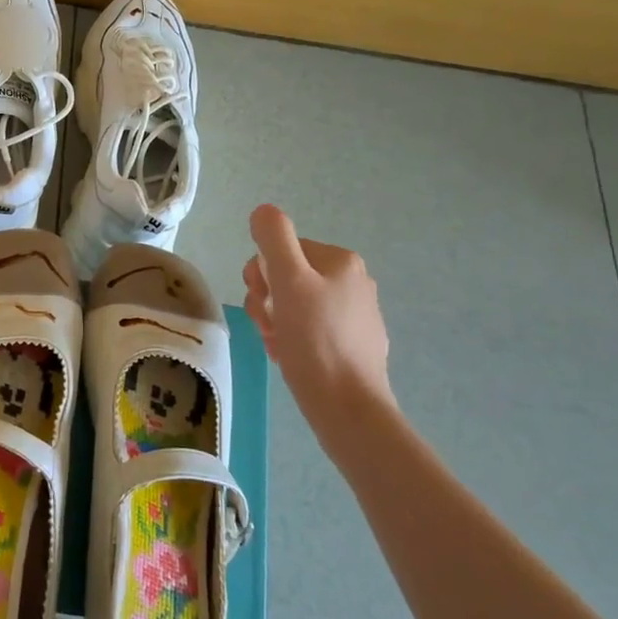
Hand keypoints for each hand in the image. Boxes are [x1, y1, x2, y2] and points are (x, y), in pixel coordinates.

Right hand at [244, 204, 394, 426]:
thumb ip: (274, 238)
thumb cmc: (315, 340)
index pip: (280, 251)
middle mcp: (353, 282)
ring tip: (279, 345)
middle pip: (286, 277)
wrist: (348, 407)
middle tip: (269, 326)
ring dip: (275, 321)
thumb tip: (263, 211)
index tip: (264, 302)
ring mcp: (356, 316)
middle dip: (267, 301)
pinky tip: (292, 358)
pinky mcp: (353, 346)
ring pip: (294, 306)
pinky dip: (293, 340)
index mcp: (341, 261)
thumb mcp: (288, 280)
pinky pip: (309, 331)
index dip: (262, 275)